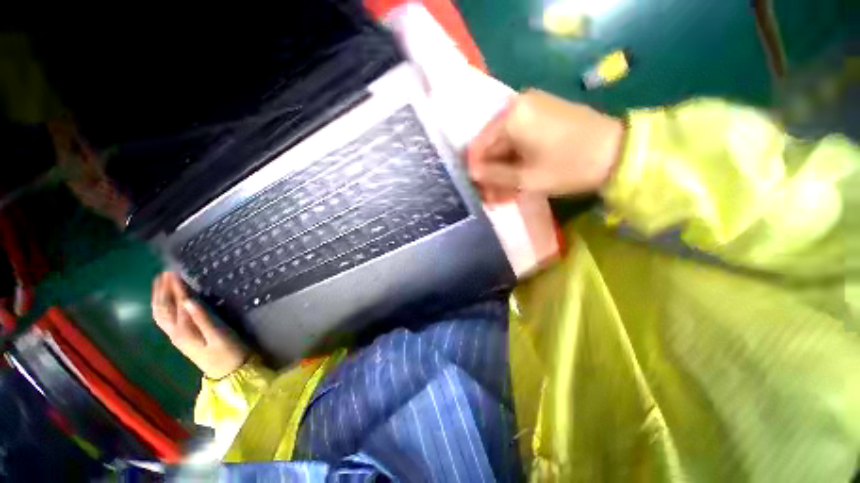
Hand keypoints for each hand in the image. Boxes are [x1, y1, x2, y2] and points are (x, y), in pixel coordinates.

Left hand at [151, 272, 248, 379]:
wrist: (228, 372)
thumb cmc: (227, 352)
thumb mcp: (219, 335)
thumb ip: (203, 319)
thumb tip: (189, 300)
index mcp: (184, 331)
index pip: (176, 304)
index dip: (174, 288)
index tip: (174, 272)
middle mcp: (175, 332)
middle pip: (162, 309)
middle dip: (161, 291)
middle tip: (164, 273)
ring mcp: (177, 336)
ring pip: (161, 315)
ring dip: (159, 298)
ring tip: (161, 283)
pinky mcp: (183, 338)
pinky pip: (166, 319)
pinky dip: (164, 307)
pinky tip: (169, 302)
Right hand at [467, 89, 624, 198]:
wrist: (620, 151)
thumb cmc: (570, 166)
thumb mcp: (528, 178)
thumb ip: (495, 176)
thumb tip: (472, 174)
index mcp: (511, 116)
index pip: (479, 145)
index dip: (476, 169)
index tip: (478, 189)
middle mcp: (517, 104)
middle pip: (492, 142)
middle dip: (490, 170)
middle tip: (491, 194)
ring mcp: (532, 106)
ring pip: (505, 141)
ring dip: (502, 166)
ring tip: (504, 190)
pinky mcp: (543, 112)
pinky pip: (519, 136)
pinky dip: (515, 156)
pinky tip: (516, 175)